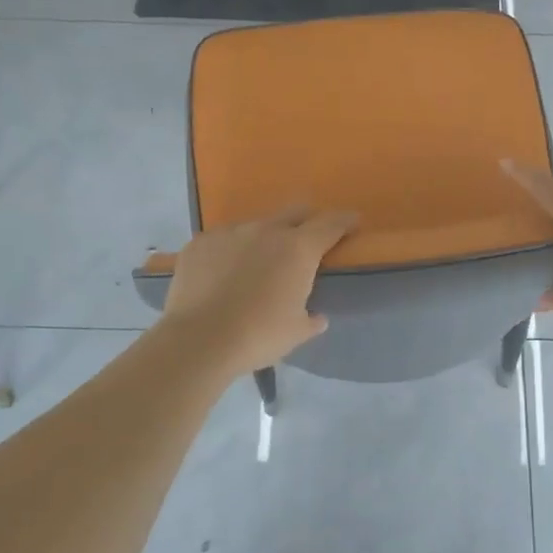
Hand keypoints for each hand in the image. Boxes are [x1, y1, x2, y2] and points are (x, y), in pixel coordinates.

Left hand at [156, 207, 357, 374]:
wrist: (199, 340)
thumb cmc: (258, 335)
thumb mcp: (296, 332)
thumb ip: (311, 319)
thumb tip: (317, 317)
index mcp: (298, 249)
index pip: (331, 224)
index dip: (345, 221)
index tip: (353, 222)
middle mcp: (267, 230)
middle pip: (295, 212)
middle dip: (306, 221)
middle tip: (307, 239)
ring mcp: (230, 232)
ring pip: (255, 226)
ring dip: (263, 239)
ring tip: (256, 264)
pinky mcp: (200, 242)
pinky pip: (222, 240)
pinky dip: (229, 252)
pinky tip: (221, 274)